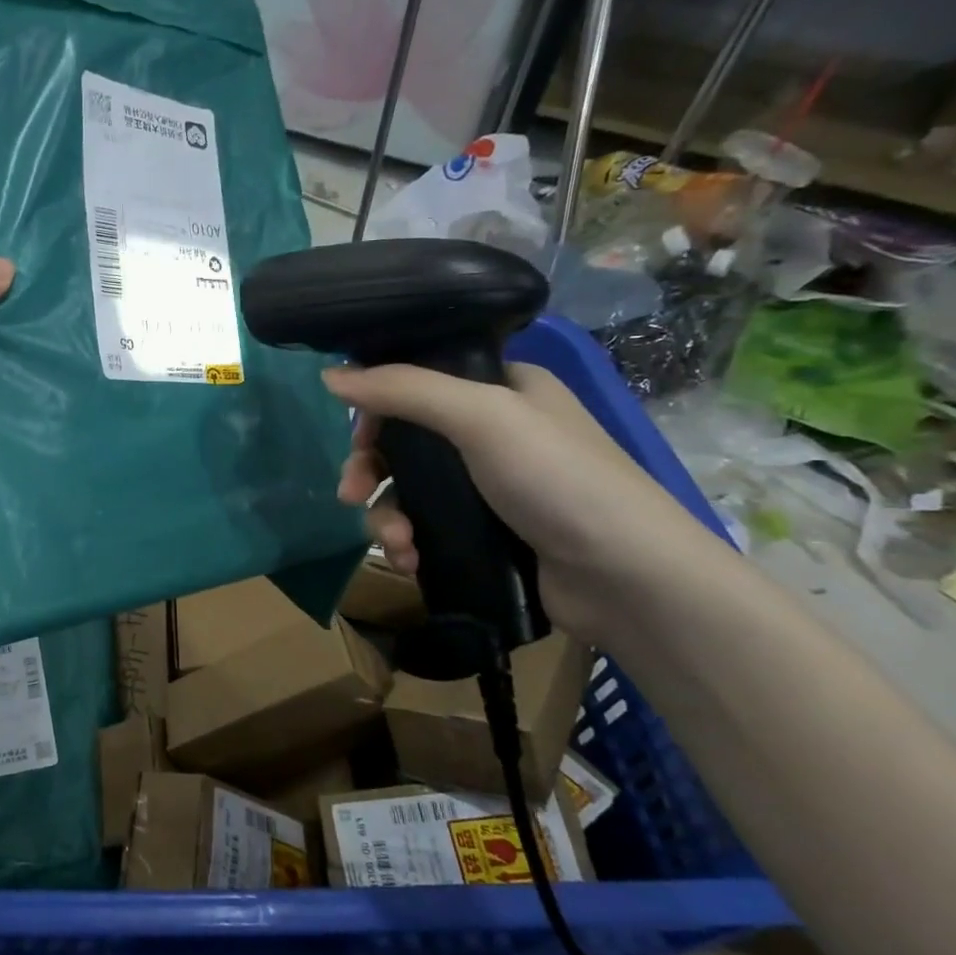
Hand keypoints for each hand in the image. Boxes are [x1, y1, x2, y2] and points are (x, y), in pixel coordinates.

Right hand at [322, 362, 717, 646]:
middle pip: (406, 441)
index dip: (380, 407)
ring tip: (395, 543)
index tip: (358, 437)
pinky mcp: (486, 533)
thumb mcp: (480, 417)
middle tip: (351, 494)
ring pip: (410, 490)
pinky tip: (409, 560)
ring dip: (388, 516)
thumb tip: (329, 375)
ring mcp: (491, 487)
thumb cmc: (557, 479)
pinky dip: (410, 542)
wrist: (626, 578)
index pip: (420, 383)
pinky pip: (426, 527)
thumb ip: (404, 391)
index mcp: (503, 389)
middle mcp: (495, 433)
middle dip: (372, 470)